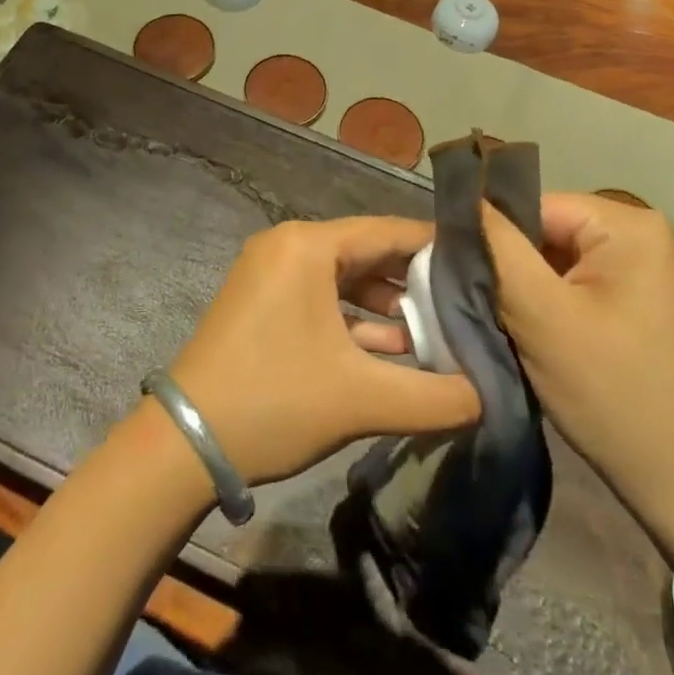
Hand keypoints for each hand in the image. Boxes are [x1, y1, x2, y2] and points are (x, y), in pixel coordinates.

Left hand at [166, 217, 481, 484]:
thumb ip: (435, 397)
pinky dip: (354, 319)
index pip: (388, 231)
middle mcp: (288, 246)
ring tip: (435, 332)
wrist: (184, 443)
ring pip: (344, 277)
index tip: (480, 267)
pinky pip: (320, 298)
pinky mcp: (262, 302)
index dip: (436, 248)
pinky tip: (391, 350)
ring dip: (386, 305)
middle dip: (414, 280)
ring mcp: (271, 273)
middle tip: (464, 302)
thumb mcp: (362, 400)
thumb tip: (489, 396)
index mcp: (308, 246)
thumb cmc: (274, 402)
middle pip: (367, 252)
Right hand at [483, 193, 673, 512]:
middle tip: (483, 306)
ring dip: (527, 290)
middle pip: (546, 231)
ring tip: (506, 324)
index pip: (535, 206)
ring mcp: (644, 270)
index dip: (494, 238)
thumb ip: (498, 249)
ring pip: (556, 260)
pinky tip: (536, 337)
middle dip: (512, 267)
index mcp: (629, 225)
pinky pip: (576, 284)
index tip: (461, 276)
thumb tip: (463, 201)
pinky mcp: (639, 302)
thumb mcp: (541, 314)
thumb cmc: (612, 392)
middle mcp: (643, 234)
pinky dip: (549, 306)